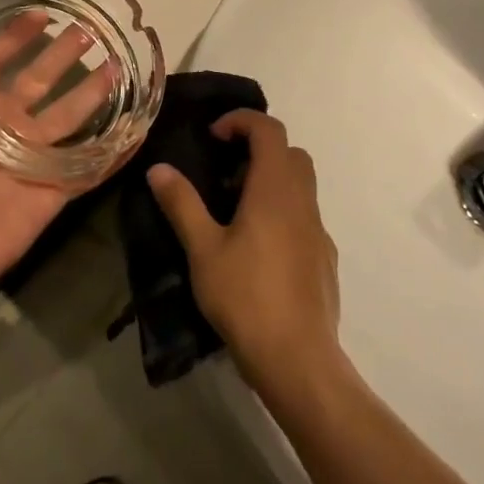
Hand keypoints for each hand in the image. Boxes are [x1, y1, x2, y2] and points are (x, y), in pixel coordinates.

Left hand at [0, 0, 113, 322]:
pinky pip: (87, 168)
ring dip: (92, 96)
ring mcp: (27, 160)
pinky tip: (137, 131)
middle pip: (39, 84)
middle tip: (92, 32)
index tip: (43, 12)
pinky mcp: (50, 193)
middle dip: (62, 58)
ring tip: (119, 68)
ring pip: (67, 120)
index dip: (17, 35)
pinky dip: (113, 153)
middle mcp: (0, 126)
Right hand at [147, 111, 342, 395]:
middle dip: (258, 149)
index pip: (268, 129)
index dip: (241, 121)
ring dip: (271, 181)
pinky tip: (258, 248)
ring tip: (235, 210)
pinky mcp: (324, 259)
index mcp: (275, 189)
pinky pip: (305, 217)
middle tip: (225, 172)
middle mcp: (302, 201)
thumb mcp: (203, 249)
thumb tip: (159, 168)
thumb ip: (182, 204)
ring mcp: (319, 230)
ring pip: (301, 185)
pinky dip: (282, 212)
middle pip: (290, 153)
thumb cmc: (247, 297)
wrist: (299, 362)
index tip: (213, 138)